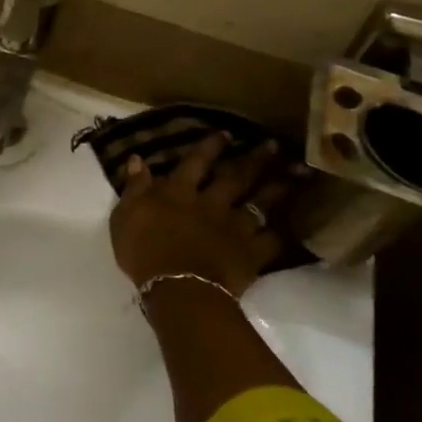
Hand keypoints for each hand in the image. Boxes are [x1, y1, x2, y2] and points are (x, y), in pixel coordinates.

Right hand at [108, 135, 290, 296]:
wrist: (177, 288)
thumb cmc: (143, 252)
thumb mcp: (125, 216)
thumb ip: (134, 187)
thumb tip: (138, 159)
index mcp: (179, 193)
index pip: (195, 162)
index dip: (210, 147)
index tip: (226, 133)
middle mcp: (211, 203)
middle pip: (235, 177)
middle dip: (254, 159)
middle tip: (273, 145)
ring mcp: (235, 228)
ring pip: (261, 203)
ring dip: (278, 187)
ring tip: (296, 173)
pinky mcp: (251, 253)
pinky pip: (272, 240)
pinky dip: (281, 233)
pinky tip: (293, 226)